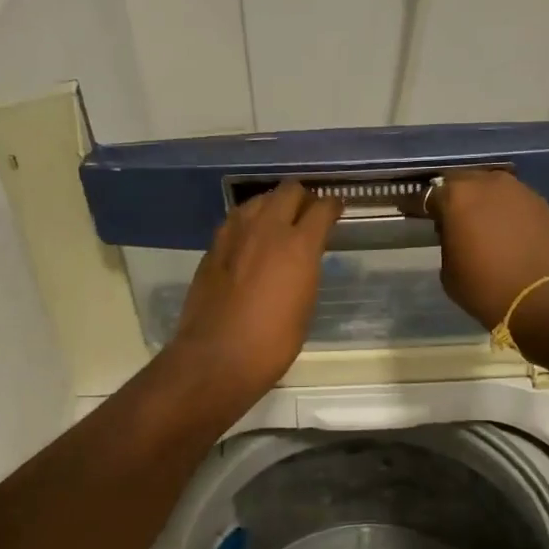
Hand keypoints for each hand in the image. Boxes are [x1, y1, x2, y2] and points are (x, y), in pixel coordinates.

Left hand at [167, 181, 341, 405]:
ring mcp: (235, 234)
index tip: (336, 210)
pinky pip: (235, 220)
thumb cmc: (272, 343)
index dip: (332, 206)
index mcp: (299, 246)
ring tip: (277, 222)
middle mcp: (267, 229)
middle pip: (288, 190)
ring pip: (258, 199)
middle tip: (307, 214)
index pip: (322, 208)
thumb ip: (306, 271)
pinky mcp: (213, 247)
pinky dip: (248, 222)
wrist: (217, 357)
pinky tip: (250, 240)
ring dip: (272, 205)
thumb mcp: (305, 306)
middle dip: (302, 197)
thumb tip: (303, 259)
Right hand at [428, 169, 548, 330]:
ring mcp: (520, 191)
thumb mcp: (449, 271)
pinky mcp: (543, 205)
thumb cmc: (486, 288)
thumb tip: (455, 232)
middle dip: (455, 198)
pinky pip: (515, 202)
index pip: (430, 194)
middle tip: (451, 219)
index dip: (422, 207)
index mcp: (457, 196)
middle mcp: (489, 183)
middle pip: (464, 183)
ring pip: (492, 188)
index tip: (418, 217)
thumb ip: (447, 242)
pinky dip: (506, 212)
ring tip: (481, 224)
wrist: (544, 300)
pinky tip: (506, 231)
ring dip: (483, 202)